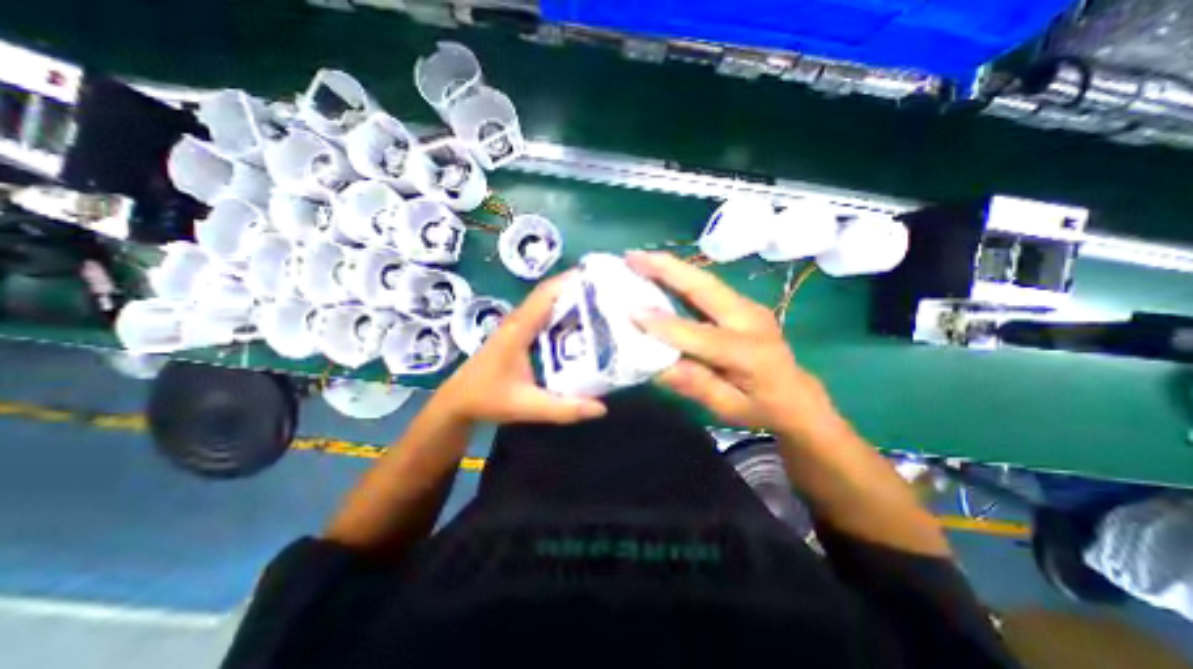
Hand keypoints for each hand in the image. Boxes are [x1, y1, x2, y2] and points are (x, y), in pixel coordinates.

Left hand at [436, 271, 605, 426]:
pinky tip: (578, 323)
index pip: (547, 294)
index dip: (571, 281)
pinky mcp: (518, 333)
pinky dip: (561, 311)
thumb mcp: (528, 405)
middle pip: (549, 293)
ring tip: (600, 302)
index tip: (599, 276)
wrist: (457, 401)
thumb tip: (601, 407)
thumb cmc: (488, 399)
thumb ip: (563, 408)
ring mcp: (517, 325)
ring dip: (569, 298)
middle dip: (577, 287)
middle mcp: (518, 320)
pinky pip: (543, 314)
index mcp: (519, 329)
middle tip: (608, 291)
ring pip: (546, 303)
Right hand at [625, 252, 837, 437]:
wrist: (797, 395)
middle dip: (666, 269)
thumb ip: (696, 386)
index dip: (666, 325)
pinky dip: (679, 277)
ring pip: (704, 281)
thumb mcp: (729, 408)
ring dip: (670, 267)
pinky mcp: (741, 304)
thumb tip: (657, 365)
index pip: (702, 336)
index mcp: (750, 353)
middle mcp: (751, 320)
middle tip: (631, 257)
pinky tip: (659, 272)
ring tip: (638, 258)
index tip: (632, 313)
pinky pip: (706, 287)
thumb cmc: (762, 408)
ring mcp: (748, 307)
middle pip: (706, 288)